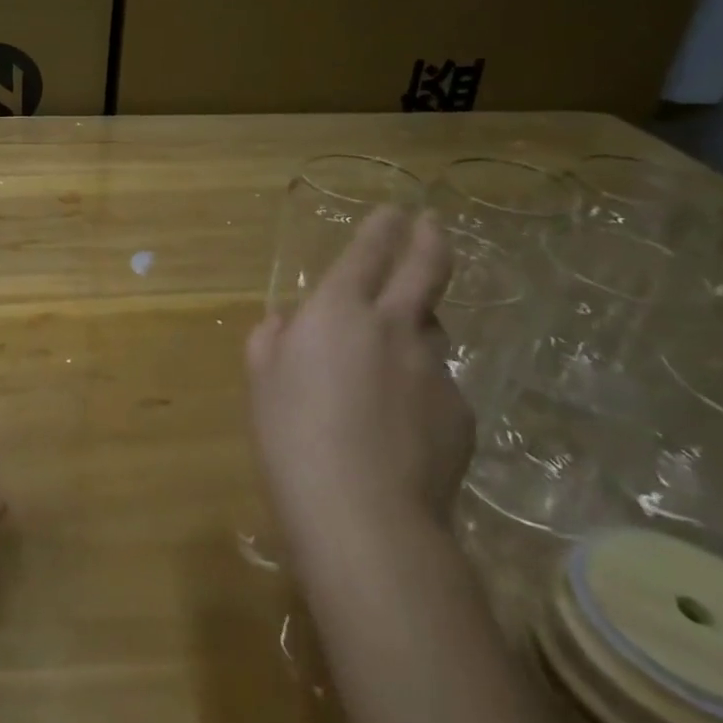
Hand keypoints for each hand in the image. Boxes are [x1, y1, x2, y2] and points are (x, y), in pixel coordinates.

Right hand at [246, 208, 471, 558]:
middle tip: (431, 223)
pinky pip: (435, 384)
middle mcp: (395, 328)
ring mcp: (435, 369)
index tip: (394, 211)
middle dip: (428, 239)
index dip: (381, 228)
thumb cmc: (292, 433)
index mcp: (339, 312)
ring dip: (415, 326)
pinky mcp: (460, 412)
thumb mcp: (262, 378)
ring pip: (430, 331)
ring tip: (390, 356)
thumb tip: (287, 323)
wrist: (364, 511)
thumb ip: (272, 339)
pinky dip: (417, 387)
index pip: (367, 254)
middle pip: (425, 270)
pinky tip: (396, 423)